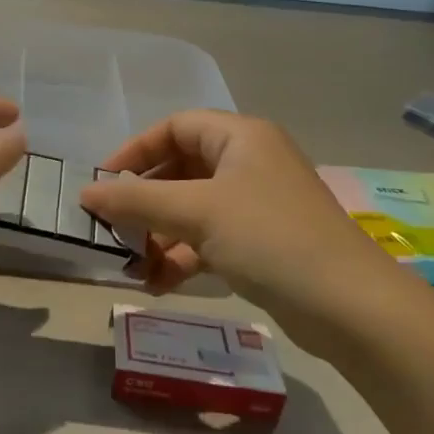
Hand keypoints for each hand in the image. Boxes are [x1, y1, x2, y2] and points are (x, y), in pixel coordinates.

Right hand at [80, 111, 410, 348]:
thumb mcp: (195, 212)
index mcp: (240, 137)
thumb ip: (136, 200)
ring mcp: (257, 205)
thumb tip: (85, 195)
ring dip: (159, 234)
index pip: (174, 127)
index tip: (103, 182)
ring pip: (193, 209)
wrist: (348, 305)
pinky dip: (183, 257)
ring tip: (131, 264)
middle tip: (112, 227)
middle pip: (181, 170)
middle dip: (144, 201)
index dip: (135, 150)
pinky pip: (209, 239)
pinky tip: (157, 283)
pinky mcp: (262, 243)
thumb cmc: (268, 237)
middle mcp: (249, 163)